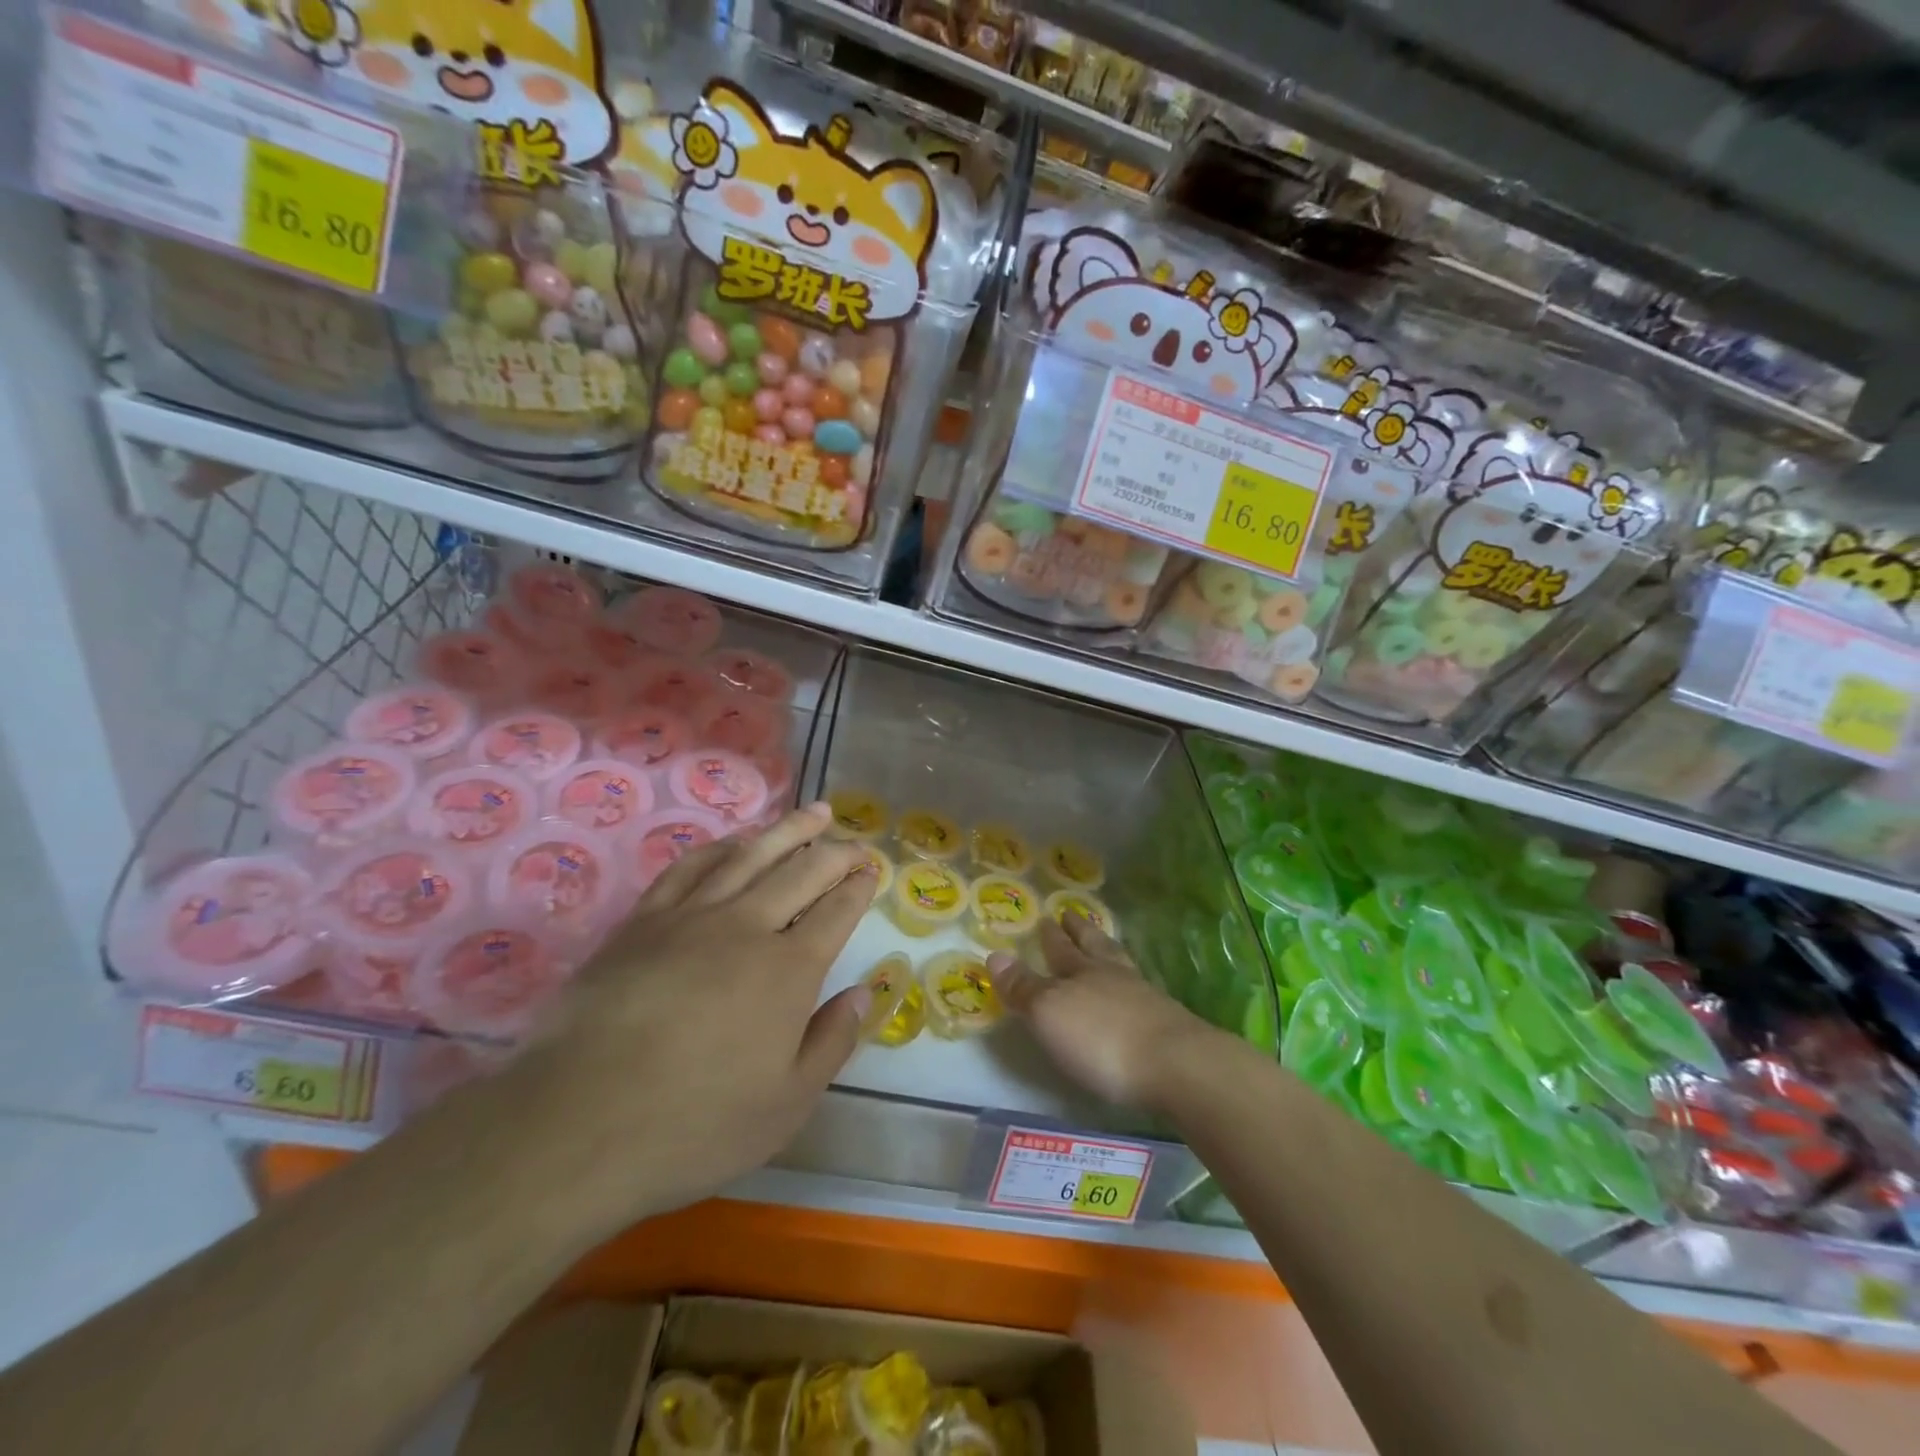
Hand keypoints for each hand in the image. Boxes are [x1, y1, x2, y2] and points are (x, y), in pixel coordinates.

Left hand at [498, 804, 876, 1235]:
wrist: (576, 1123)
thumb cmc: (694, 1124)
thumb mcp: (786, 1105)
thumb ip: (832, 1042)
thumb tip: (864, 993)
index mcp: (789, 970)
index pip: (836, 912)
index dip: (859, 887)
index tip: (872, 870)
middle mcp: (746, 928)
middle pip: (802, 871)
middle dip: (836, 852)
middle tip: (856, 842)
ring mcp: (691, 917)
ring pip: (750, 855)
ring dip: (788, 830)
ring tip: (814, 813)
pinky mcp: (643, 921)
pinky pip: (690, 867)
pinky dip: (721, 846)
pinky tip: (735, 841)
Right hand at [988, 914, 1218, 1112]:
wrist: (1176, 1066)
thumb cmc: (1101, 1038)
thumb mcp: (1049, 1013)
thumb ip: (1024, 987)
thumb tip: (994, 955)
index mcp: (1082, 971)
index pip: (1061, 948)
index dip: (1052, 935)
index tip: (1047, 917)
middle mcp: (1113, 976)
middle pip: (1094, 947)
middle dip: (1079, 932)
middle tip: (1070, 915)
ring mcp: (1144, 998)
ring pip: (1119, 965)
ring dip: (1107, 952)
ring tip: (1102, 944)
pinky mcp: (1165, 1024)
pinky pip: (1139, 992)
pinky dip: (1128, 985)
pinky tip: (1130, 992)